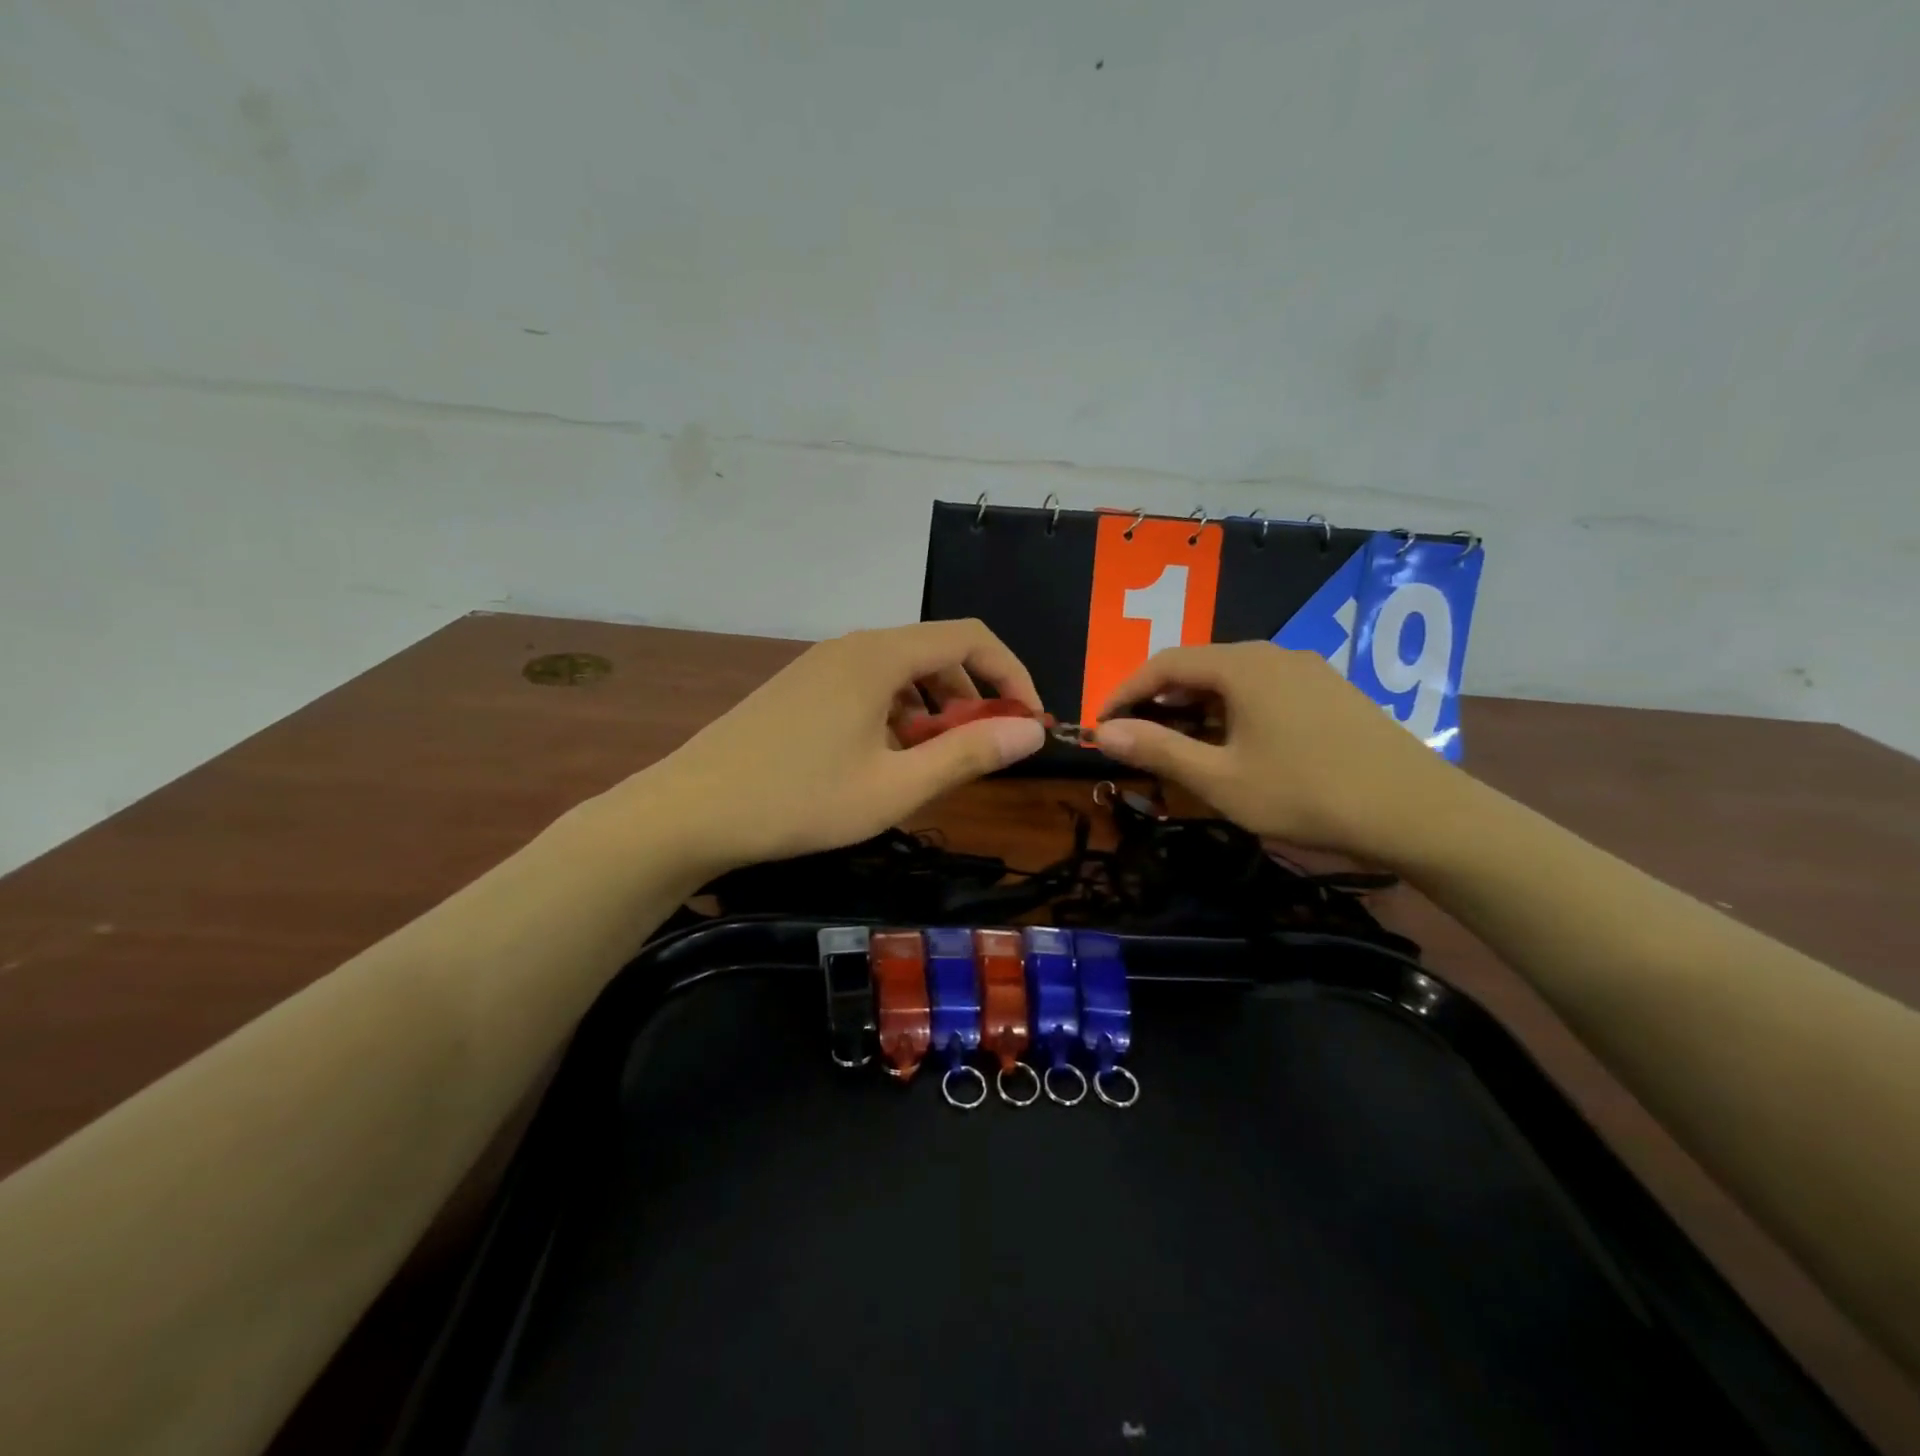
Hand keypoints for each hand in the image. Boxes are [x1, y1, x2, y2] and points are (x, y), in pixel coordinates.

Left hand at [641, 621, 1046, 875]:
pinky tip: (880, 761)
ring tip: (929, 764)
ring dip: (932, 710)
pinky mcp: (799, 688)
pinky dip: (895, 715)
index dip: (1012, 674)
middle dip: (972, 696)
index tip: (1028, 722)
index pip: (970, 636)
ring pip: (899, 672)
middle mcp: (852, 646)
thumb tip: (1032, 732)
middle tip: (980, 751)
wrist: (689, 811)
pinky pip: (866, 687)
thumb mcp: (896, 787)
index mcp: (880, 656)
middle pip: (935, 651)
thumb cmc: (800, 800)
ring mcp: (819, 665)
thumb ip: (968, 755)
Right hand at [1092, 642, 1465, 863]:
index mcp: (1242, 666)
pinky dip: (1230, 710)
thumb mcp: (1220, 779)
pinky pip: (1262, 690)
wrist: (1416, 812)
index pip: (1164, 663)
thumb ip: (1158, 750)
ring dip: (1194, 707)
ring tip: (1179, 746)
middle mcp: (1273, 654)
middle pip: (1198, 666)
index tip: (1102, 725)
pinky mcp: (1328, 692)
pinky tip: (1235, 745)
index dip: (1125, 691)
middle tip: (1137, 739)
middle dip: (1158, 700)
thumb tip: (1103, 732)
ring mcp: (1306, 671)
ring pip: (1231, 678)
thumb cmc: (1306, 794)